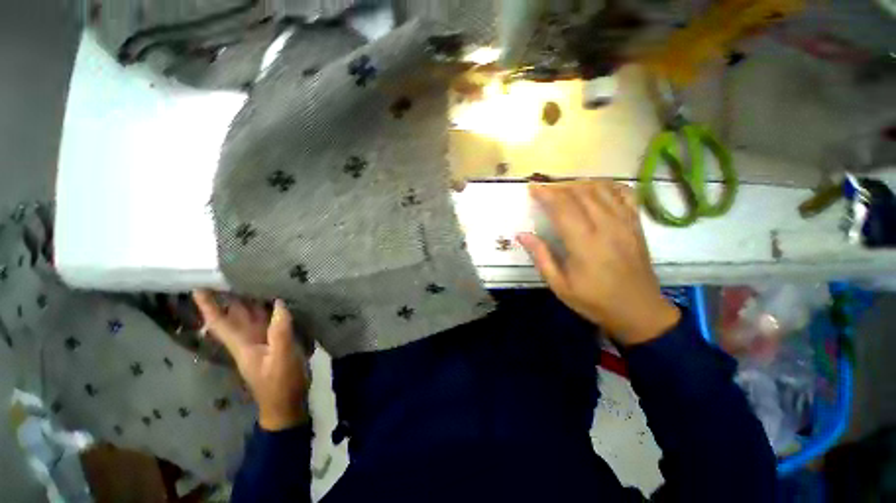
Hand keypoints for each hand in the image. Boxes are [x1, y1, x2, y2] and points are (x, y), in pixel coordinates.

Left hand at [193, 290, 308, 430]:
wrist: (287, 404)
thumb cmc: (280, 384)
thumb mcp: (281, 358)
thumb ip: (280, 332)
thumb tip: (279, 303)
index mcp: (242, 344)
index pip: (220, 322)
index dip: (208, 306)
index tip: (198, 288)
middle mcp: (249, 340)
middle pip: (236, 315)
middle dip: (231, 296)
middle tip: (233, 274)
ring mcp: (263, 341)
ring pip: (254, 317)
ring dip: (252, 300)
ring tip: (255, 280)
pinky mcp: (276, 343)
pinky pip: (271, 321)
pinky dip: (272, 310)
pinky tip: (279, 299)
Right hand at [517, 182, 680, 345]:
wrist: (639, 310)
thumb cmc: (594, 301)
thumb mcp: (559, 285)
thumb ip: (541, 257)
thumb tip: (522, 234)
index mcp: (584, 244)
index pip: (562, 208)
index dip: (545, 194)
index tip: (532, 188)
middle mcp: (606, 227)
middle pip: (580, 193)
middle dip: (558, 186)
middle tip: (543, 188)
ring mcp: (625, 223)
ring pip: (601, 189)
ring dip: (579, 183)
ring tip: (563, 188)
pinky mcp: (636, 224)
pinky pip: (624, 194)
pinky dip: (607, 185)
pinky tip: (595, 188)